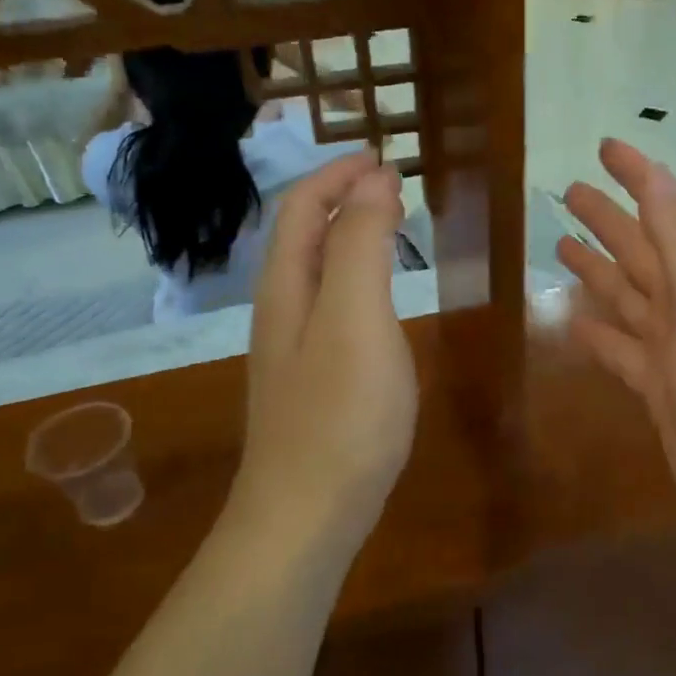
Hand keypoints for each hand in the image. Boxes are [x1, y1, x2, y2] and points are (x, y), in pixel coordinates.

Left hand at [237, 153, 416, 545]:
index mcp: (286, 286)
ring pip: (317, 274)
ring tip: (391, 230)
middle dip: (342, 200)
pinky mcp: (313, 383)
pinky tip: (381, 302)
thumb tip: (374, 179)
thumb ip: (362, 244)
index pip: (300, 207)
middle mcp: (281, 311)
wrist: (307, 516)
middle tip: (394, 189)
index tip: (385, 159)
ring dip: (350, 238)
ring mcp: (293, 351)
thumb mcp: (355, 317)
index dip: (337, 175)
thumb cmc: (339, 414)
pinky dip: (357, 281)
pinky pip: (331, 309)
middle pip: (302, 236)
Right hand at [556, 140, 675, 551]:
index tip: (607, 146)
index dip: (643, 177)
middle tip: (568, 192)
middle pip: (647, 251)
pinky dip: (600, 334)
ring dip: (600, 271)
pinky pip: (624, 351)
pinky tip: (573, 322)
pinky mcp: (663, 392)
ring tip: (560, 247)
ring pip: (631, 298)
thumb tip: (658, 179)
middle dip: (611, 220)